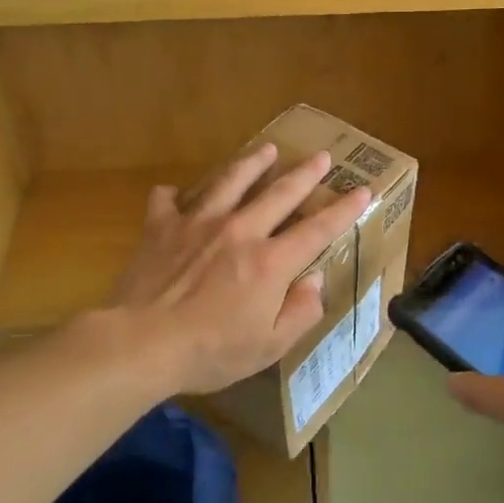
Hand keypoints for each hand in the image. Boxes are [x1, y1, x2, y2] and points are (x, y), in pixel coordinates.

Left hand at [107, 143, 371, 395]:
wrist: (140, 343)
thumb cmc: (210, 352)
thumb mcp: (269, 346)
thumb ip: (300, 312)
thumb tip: (315, 281)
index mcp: (271, 262)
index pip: (318, 229)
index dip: (344, 209)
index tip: (362, 190)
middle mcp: (240, 231)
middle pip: (280, 193)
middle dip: (305, 173)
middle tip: (321, 156)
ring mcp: (199, 223)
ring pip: (231, 181)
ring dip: (252, 163)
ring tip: (267, 150)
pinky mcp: (161, 226)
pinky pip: (168, 200)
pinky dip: (174, 195)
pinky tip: (176, 194)